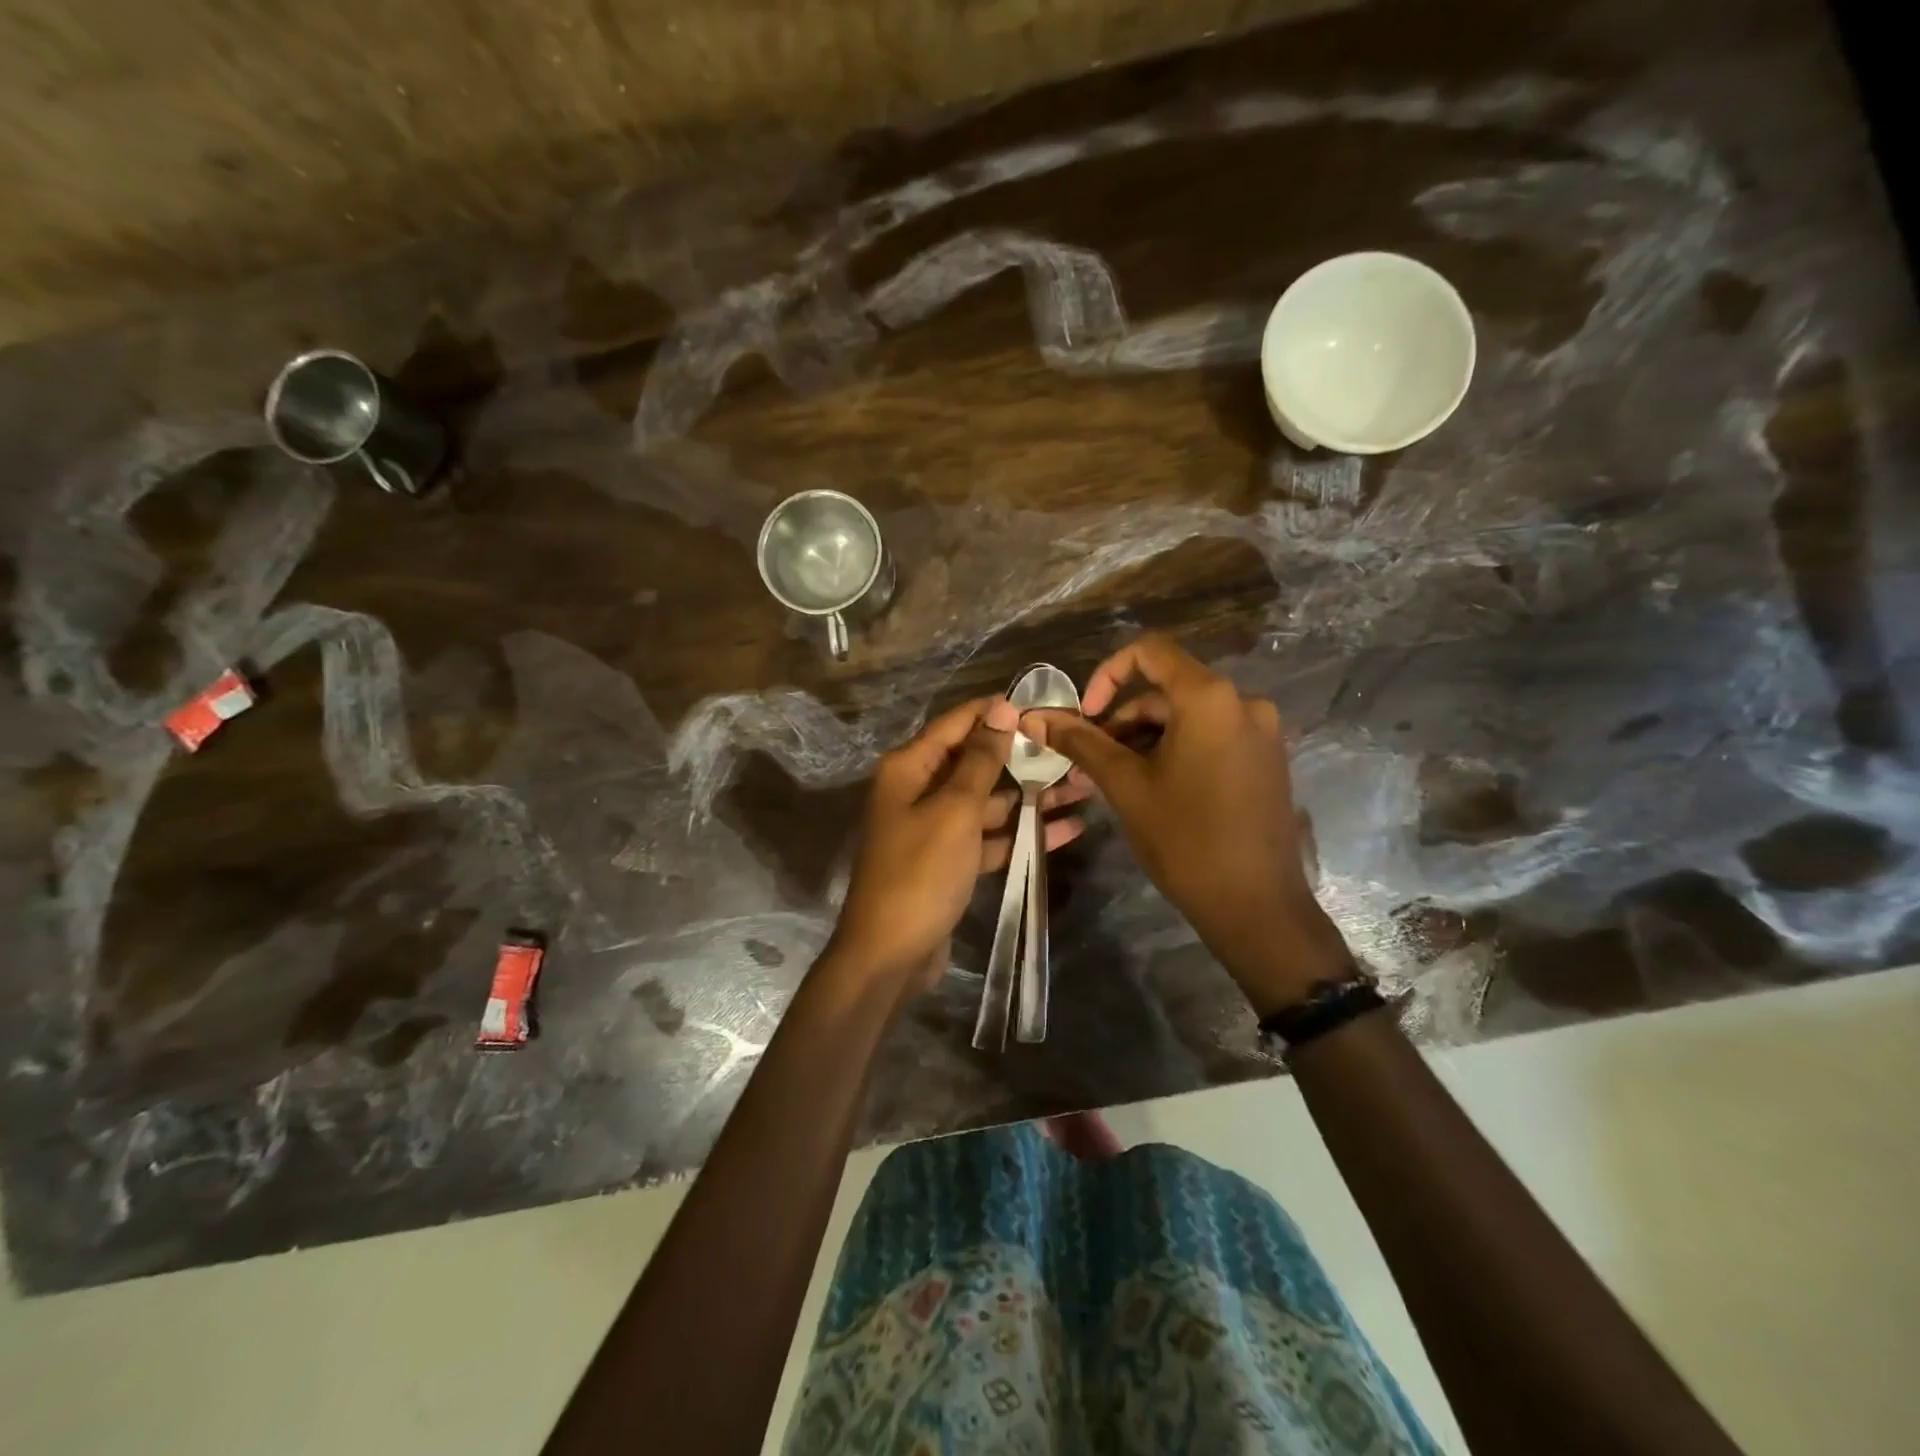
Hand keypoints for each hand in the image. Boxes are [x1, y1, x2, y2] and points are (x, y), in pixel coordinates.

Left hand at [828, 696, 1088, 990]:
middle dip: (1024, 757)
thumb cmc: (920, 873)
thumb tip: (1001, 709)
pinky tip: (1066, 828)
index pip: (958, 724)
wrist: (890, 954)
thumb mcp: (954, 811)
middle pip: (977, 762)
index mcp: (910, 768)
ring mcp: (935, 827)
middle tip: (1075, 749)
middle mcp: (919, 790)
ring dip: (1032, 797)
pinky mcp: (950, 861)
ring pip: (989, 801)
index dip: (998, 711)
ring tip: (1084, 787)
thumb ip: (980, 760)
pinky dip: (1022, 833)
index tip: (1044, 704)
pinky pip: (990, 837)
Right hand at [1024, 635, 1348, 1014]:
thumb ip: (1080, 742)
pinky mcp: (1266, 760)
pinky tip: (1151, 788)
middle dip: (1120, 720)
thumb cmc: (1185, 839)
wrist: (1256, 906)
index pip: (1150, 651)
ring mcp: (1260, 732)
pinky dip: (1175, 751)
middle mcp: (1243, 702)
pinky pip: (1210, 738)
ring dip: (1144, 740)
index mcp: (1210, 697)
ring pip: (1186, 719)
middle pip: (1166, 691)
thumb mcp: (1125, 785)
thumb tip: (1033, 716)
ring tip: (1113, 782)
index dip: (1107, 674)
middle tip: (1088, 762)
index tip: (1085, 715)